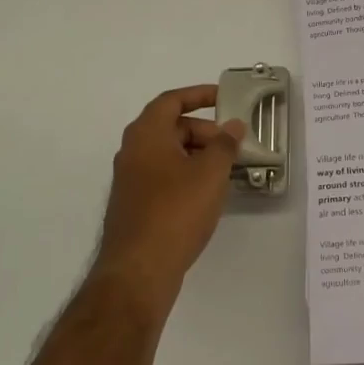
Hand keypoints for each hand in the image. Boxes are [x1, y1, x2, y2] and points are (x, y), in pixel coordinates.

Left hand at [94, 86, 244, 313]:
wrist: (138, 270)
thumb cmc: (176, 211)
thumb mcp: (210, 173)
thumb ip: (225, 145)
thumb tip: (233, 126)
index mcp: (146, 134)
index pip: (171, 101)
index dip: (198, 95)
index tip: (223, 97)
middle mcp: (132, 151)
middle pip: (170, 127)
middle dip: (203, 131)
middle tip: (231, 146)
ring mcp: (130, 179)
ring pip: (167, 154)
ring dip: (196, 155)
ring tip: (225, 171)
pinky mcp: (134, 204)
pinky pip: (163, 176)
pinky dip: (185, 175)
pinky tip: (206, 195)